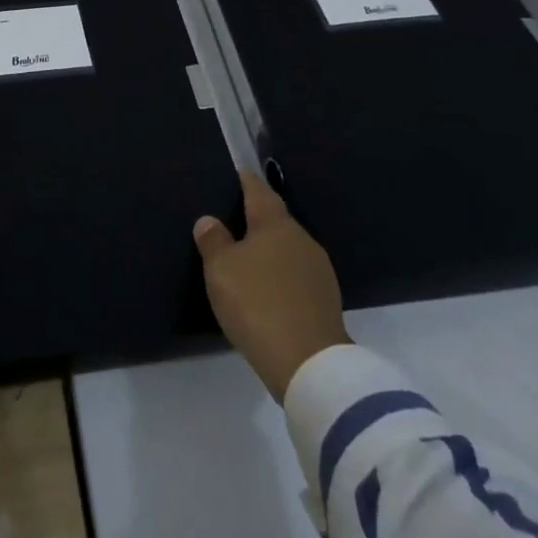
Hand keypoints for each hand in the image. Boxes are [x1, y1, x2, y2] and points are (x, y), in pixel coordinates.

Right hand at [193, 168, 349, 400]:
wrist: (309, 364)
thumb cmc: (258, 304)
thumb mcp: (221, 270)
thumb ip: (213, 240)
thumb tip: (210, 220)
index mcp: (276, 224)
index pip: (259, 190)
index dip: (246, 180)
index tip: (237, 173)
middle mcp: (302, 239)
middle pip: (276, 220)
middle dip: (257, 219)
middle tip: (233, 222)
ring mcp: (319, 270)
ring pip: (288, 249)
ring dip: (270, 251)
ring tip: (248, 259)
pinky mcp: (326, 300)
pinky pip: (297, 276)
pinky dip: (281, 276)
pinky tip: (268, 290)